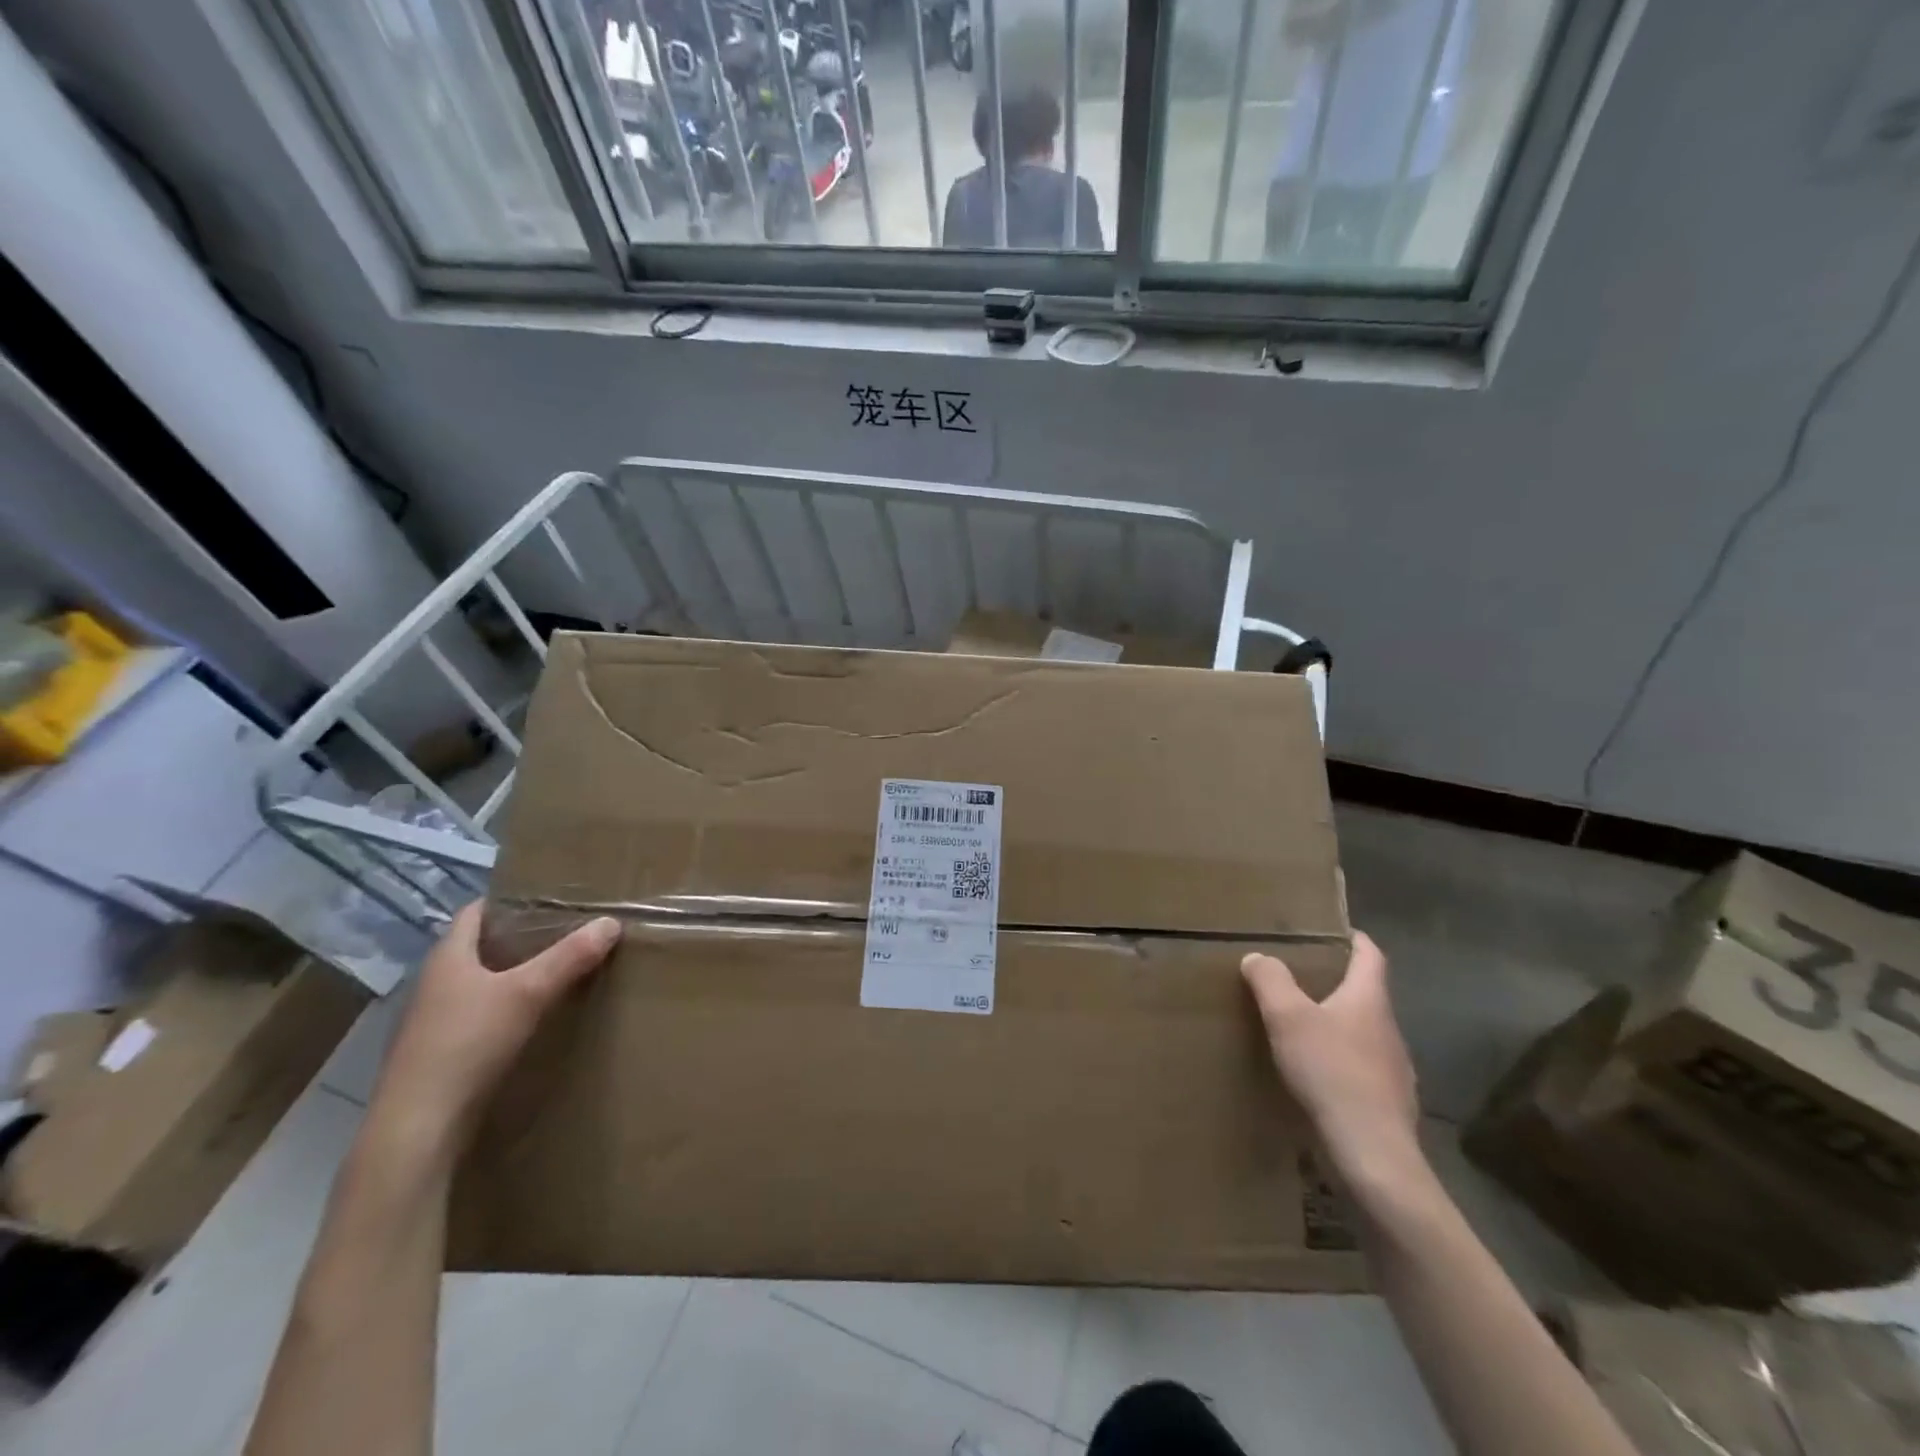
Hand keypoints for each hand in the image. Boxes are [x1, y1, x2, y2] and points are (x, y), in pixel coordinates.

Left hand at [370, 903, 619, 1150]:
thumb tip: (611, 922)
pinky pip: (479, 1016)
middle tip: (567, 932)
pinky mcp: (440, 1055)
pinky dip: (505, 1010)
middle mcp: (434, 983)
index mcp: (448, 957)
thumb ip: (569, 957)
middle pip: (479, 948)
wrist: (418, 1128)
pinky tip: (533, 1019)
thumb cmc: (467, 1044)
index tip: (548, 898)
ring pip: (480, 984)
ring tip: (558, 971)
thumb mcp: (528, 993)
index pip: (475, 912)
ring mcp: (433, 1022)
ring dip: (513, 976)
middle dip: (520, 939)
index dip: (508, 901)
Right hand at [1241, 932, 1424, 1196]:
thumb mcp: (1288, 1018)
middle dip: (1338, 984)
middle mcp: (1389, 1029)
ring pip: (1365, 1034)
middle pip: (1367, 995)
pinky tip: (1319, 1077)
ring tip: (1305, 1028)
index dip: (1355, 939)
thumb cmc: (1331, 1072)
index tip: (1336, 930)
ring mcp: (1395, 1070)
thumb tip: (1258, 957)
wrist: (1372, 1153)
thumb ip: (1270, 981)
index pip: (1371, 956)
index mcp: (1369, 1000)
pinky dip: (1343, 1064)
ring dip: (1340, 1026)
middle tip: (1302, 978)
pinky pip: (1364, 1070)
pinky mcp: (1389, 1104)